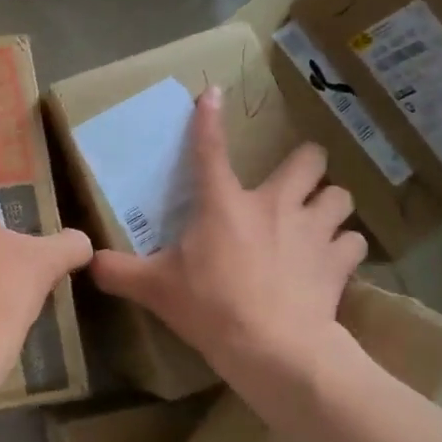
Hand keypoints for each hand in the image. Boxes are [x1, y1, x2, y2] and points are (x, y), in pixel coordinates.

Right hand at [90, 86, 366, 383]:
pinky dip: (344, 248)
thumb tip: (88, 262)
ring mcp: (314, 230)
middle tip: (291, 185)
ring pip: (340, 196)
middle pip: (309, 159)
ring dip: (328, 205)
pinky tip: (332, 260)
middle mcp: (276, 204)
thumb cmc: (209, 307)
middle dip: (305, 165)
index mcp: (224, 204)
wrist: (271, 347)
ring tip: (316, 221)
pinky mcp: (339, 261)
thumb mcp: (154, 289)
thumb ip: (118, 272)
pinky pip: (353, 242)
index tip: (213, 93)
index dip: (208, 119)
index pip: (209, 150)